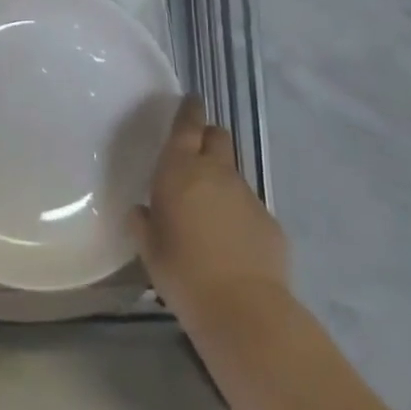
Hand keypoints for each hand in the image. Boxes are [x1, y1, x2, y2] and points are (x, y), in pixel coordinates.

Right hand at [132, 96, 289, 324]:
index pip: (187, 125)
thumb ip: (143, 222)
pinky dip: (236, 212)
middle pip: (217, 137)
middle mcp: (216, 173)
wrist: (244, 309)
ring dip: (220, 179)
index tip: (191, 100)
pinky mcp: (269, 221)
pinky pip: (248, 205)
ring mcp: (247, 195)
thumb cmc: (183, 272)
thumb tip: (141, 211)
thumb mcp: (149, 247)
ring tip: (207, 208)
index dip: (189, 110)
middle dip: (207, 137)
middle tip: (194, 153)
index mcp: (180, 170)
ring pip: (232, 172)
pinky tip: (229, 241)